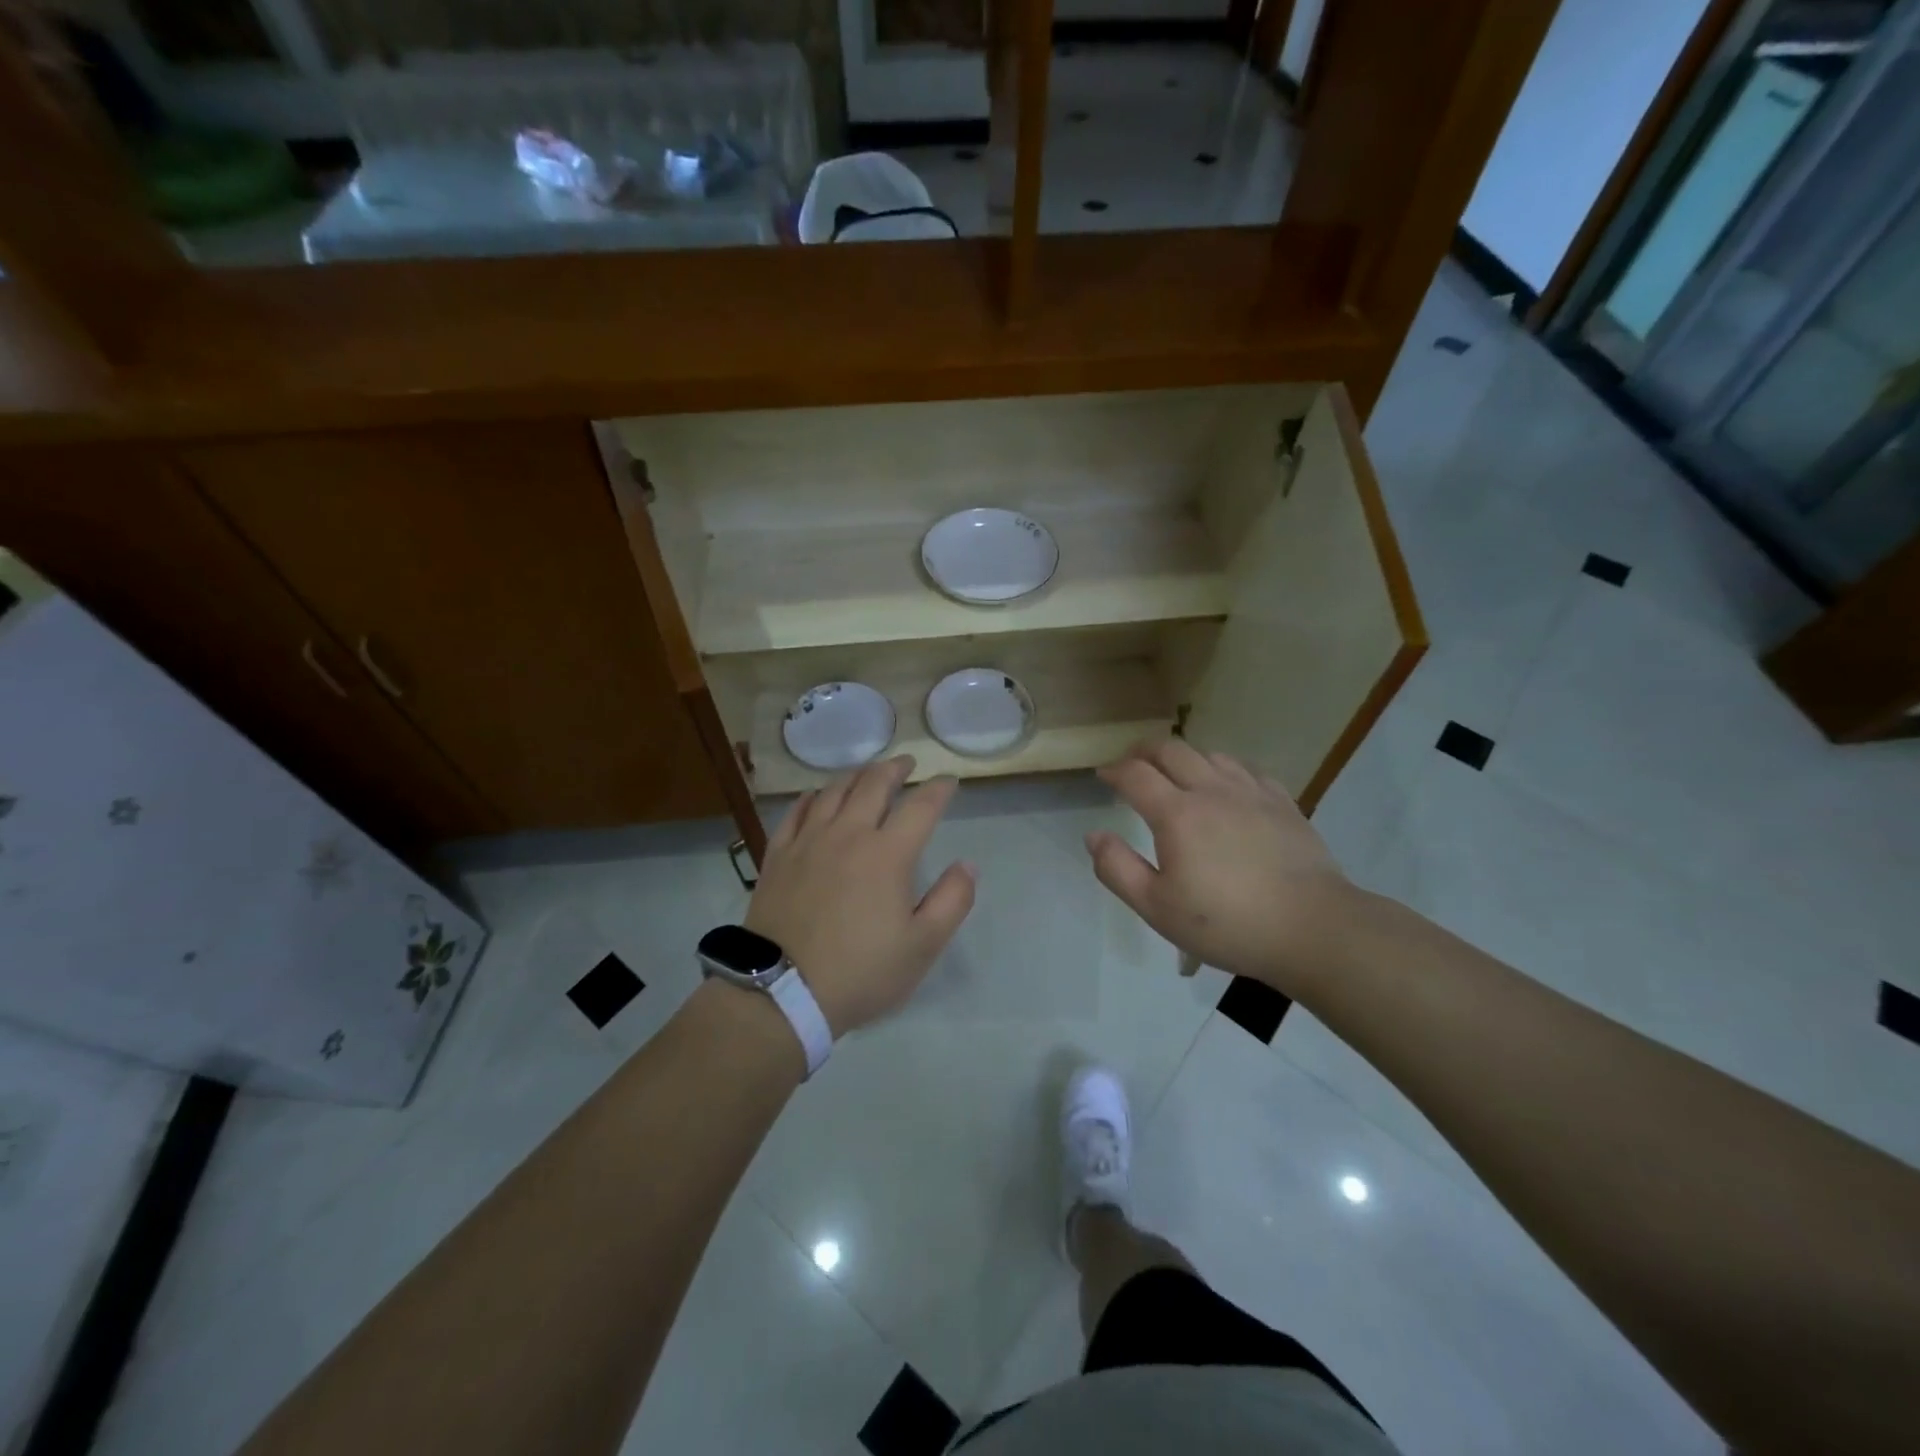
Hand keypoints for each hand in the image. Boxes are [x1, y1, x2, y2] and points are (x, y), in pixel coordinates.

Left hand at [746, 756, 976, 1036]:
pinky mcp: (778, 855)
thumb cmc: (861, 971)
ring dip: (856, 775)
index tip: (950, 781)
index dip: (939, 789)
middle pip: (874, 784)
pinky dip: (812, 797)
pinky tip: (816, 797)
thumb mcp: (922, 946)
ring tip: (867, 773)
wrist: (782, 992)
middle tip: (907, 764)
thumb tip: (967, 865)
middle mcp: (848, 834)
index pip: (920, 806)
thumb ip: (952, 901)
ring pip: (833, 791)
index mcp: (888, 854)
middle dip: (895, 768)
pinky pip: (795, 811)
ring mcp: (808, 841)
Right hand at [1086, 741, 1358, 995]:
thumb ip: (1117, 869)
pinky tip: (1227, 788)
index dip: (1114, 770)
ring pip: (1209, 754)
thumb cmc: (1227, 923)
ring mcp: (1251, 792)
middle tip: (1133, 766)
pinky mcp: (1282, 803)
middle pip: (1171, 750)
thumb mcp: (1157, 908)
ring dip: (1184, 758)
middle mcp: (1211, 790)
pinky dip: (1224, 770)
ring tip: (1177, 776)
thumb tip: (1094, 835)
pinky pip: (1246, 770)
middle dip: (1144, 752)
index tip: (1104, 776)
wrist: (1312, 928)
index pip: (1135, 775)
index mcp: (1176, 814)